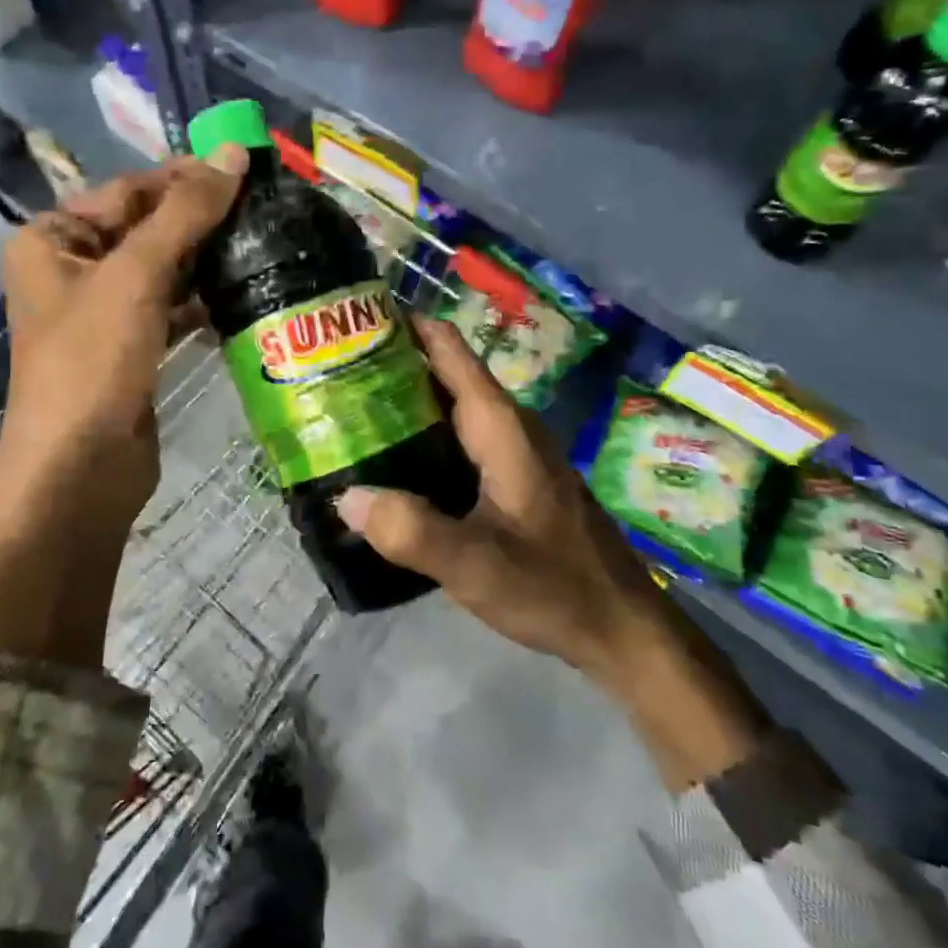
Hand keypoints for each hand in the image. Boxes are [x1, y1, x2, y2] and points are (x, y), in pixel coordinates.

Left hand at [0, 153, 244, 531]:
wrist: (80, 471)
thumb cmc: (92, 363)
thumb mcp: (135, 276)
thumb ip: (185, 212)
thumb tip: (233, 151)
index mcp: (52, 240)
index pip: (127, 190)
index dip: (185, 177)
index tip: (246, 169)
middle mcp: (72, 270)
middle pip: (146, 227)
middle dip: (201, 219)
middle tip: (265, 208)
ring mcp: (103, 313)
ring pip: (163, 269)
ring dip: (206, 259)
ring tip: (263, 243)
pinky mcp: (131, 349)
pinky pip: (171, 309)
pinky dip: (202, 300)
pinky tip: (241, 291)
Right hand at [333, 317, 659, 682]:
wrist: (620, 627)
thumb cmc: (554, 587)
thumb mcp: (476, 565)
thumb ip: (412, 532)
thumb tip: (347, 496)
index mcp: (500, 426)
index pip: (447, 349)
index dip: (402, 325)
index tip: (350, 320)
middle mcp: (506, 427)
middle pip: (441, 375)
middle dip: (388, 367)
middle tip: (327, 376)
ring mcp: (512, 453)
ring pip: (448, 410)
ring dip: (401, 405)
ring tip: (343, 416)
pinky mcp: (511, 479)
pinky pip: (456, 441)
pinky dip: (419, 440)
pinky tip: (388, 468)